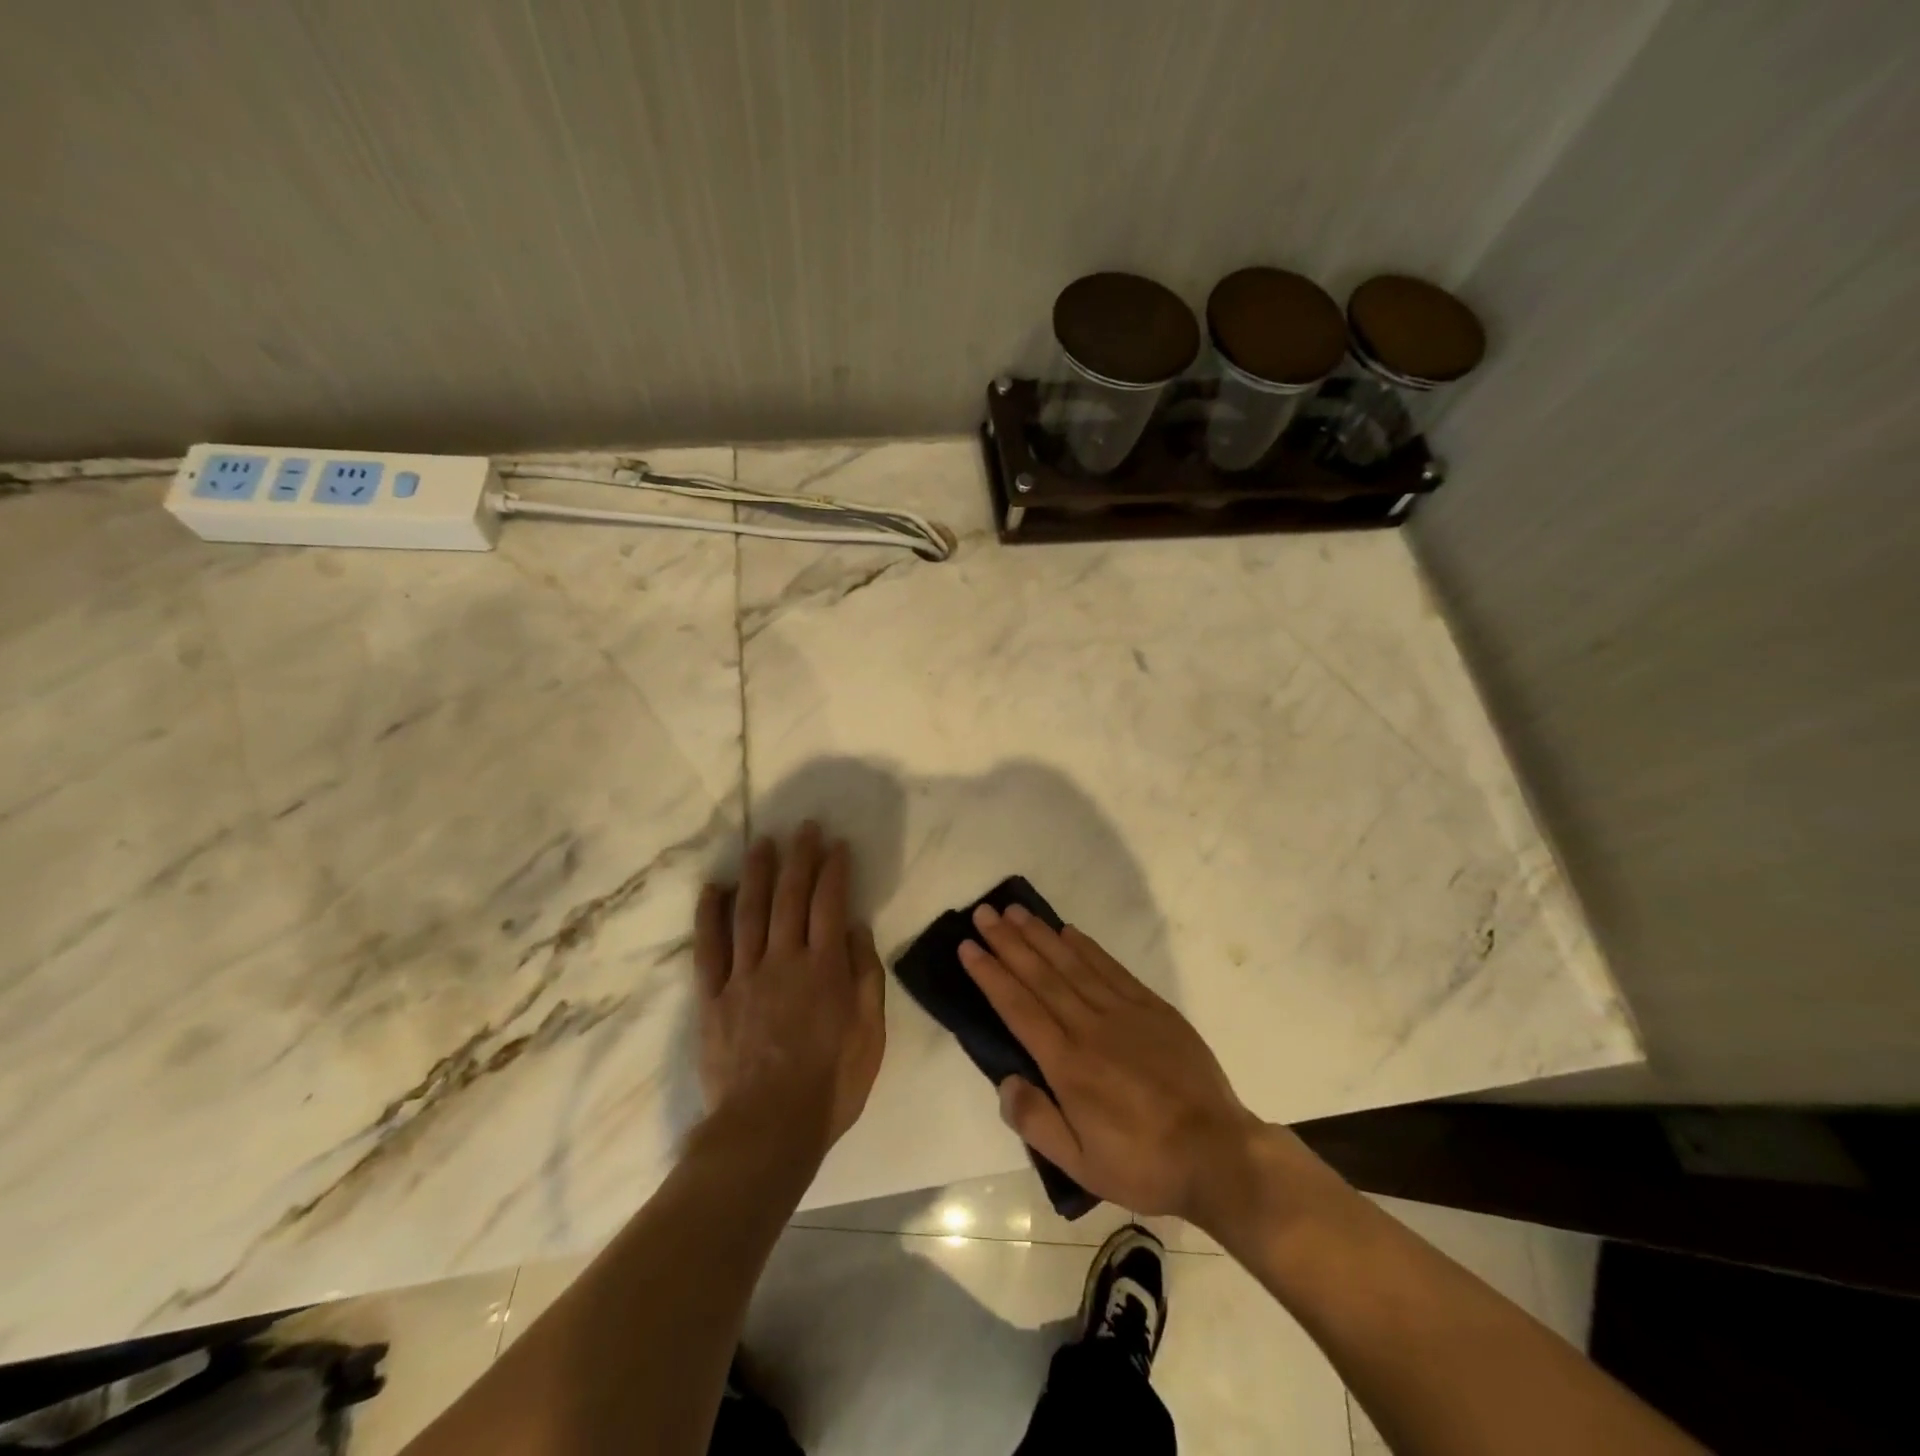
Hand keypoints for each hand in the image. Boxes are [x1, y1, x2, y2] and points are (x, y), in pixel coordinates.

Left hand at [694, 824, 885, 1154]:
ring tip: (762, 842)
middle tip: (803, 827)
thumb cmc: (830, 1085)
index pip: (830, 903)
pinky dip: (709, 915)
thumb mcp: (869, 1034)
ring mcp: (744, 976)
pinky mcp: (713, 997)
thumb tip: (855, 928)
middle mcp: (783, 960)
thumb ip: (864, 976)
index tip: (837, 844)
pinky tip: (711, 888)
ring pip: (750, 911)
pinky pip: (708, 948)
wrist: (767, 1129)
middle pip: (790, 897)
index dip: (834, 870)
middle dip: (799, 858)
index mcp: (824, 968)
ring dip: (757, 873)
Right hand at [959, 903, 1261, 1222]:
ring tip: (1015, 911)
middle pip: (1041, 976)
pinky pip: (1111, 969)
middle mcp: (1090, 1028)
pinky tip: (1068, 932)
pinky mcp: (1153, 1008)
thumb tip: (1005, 1080)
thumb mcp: (1081, 1165)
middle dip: (1008, 942)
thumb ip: (1036, 1122)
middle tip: (983, 913)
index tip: (968, 947)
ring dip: (1041, 936)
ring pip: (1072, 964)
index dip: (991, 975)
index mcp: (1068, 1065)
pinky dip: (1086, 947)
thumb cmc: (1143, 1164)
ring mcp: (1124, 1013)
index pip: (1019, 1008)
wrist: (1217, 1154)